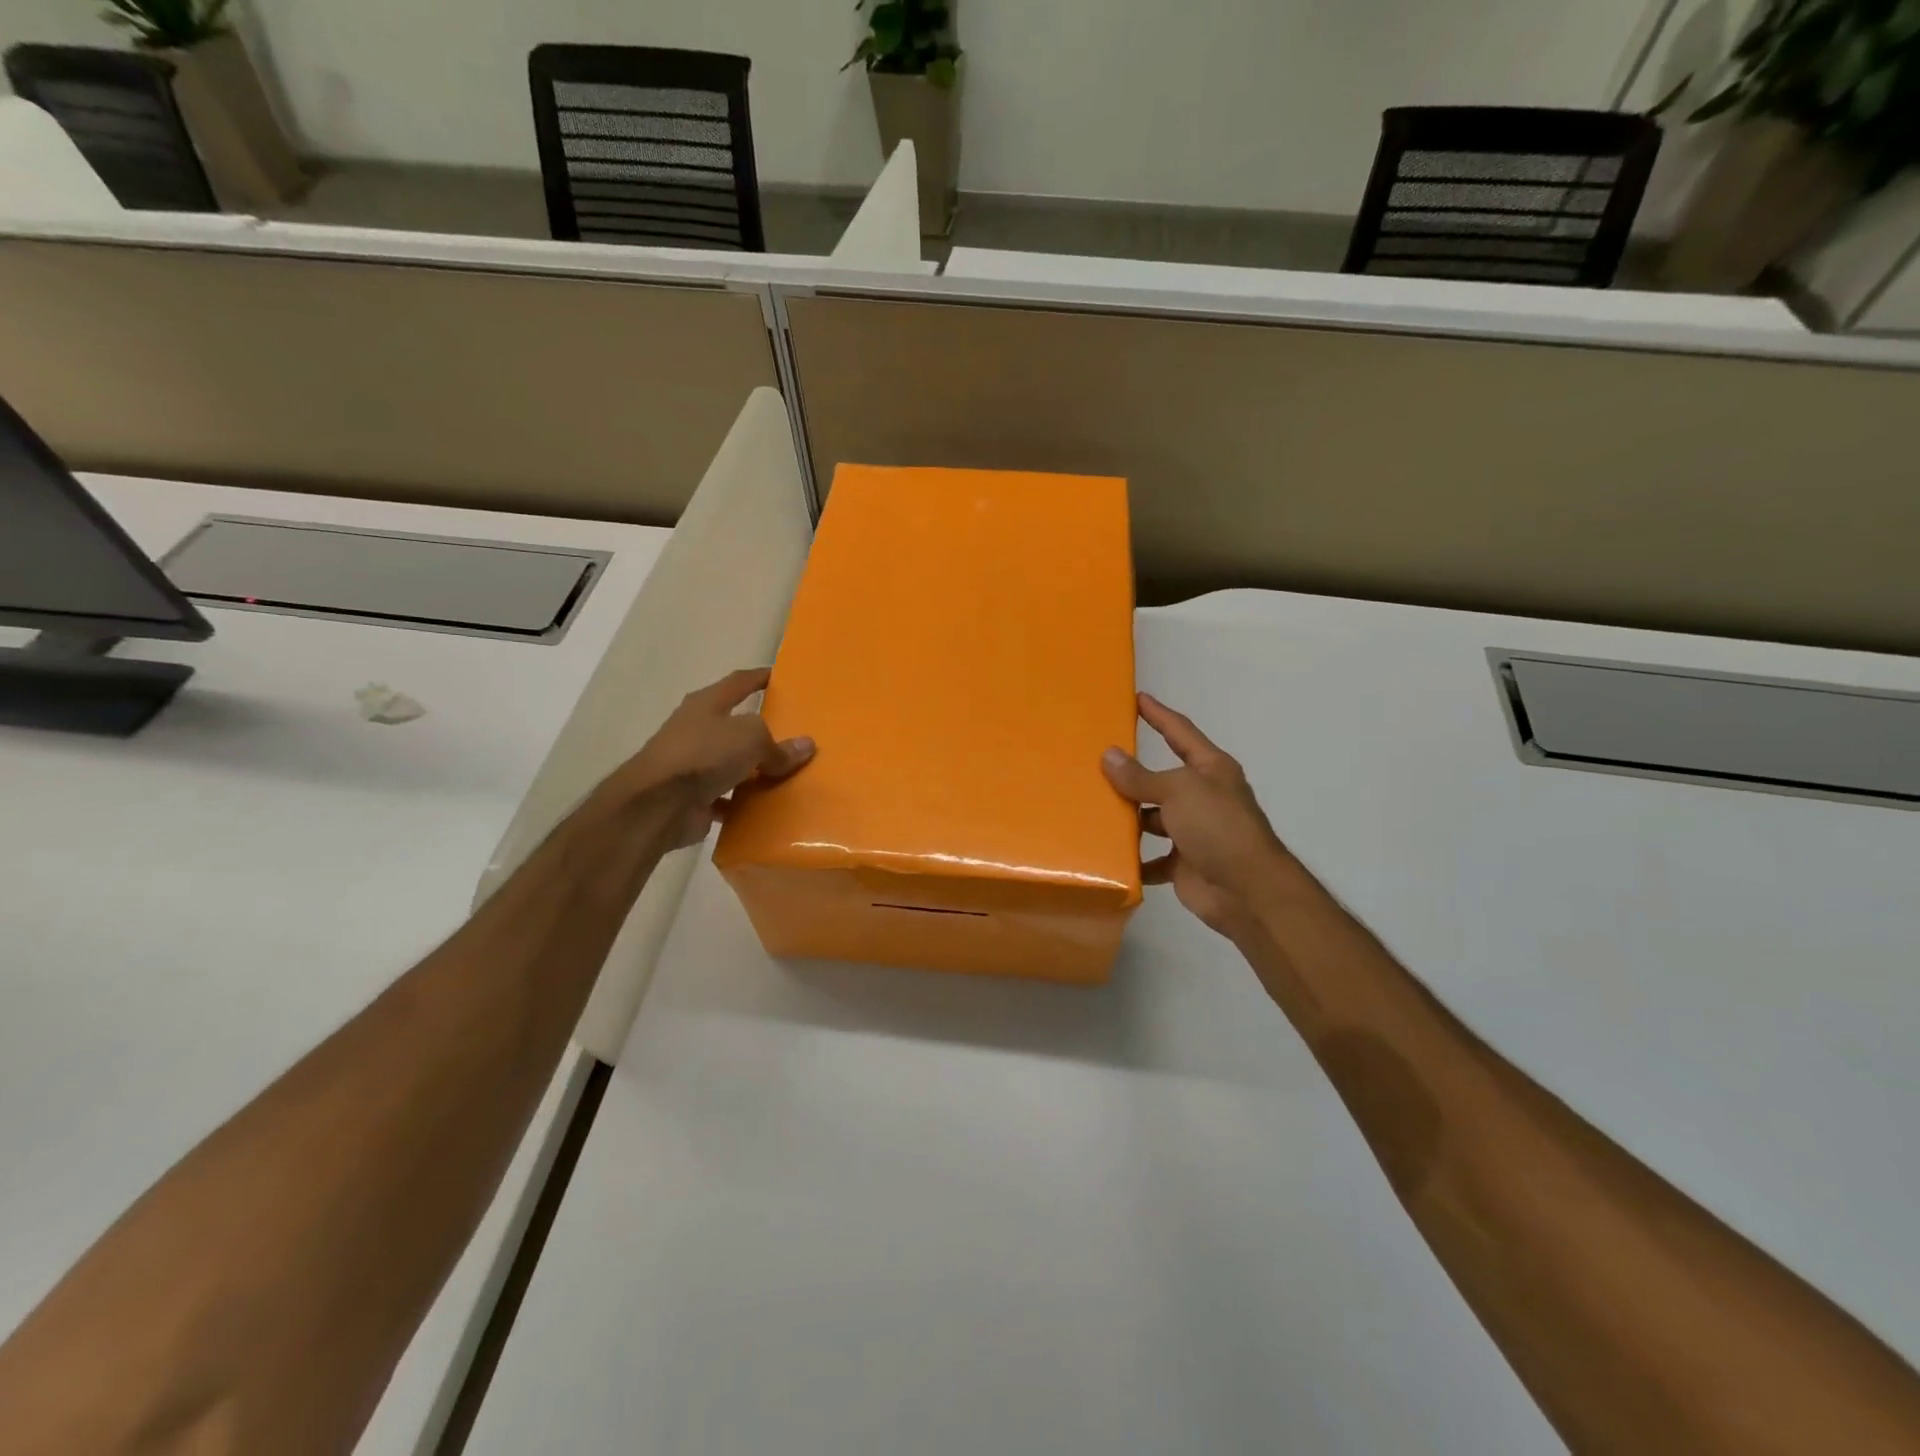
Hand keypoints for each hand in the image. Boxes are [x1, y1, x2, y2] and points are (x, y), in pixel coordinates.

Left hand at [603, 668, 813, 850]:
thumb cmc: (704, 754)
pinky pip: (728, 797)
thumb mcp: (751, 739)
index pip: (739, 682)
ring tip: (788, 774)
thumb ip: (779, 745)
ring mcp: (693, 765)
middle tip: (794, 733)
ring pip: (733, 763)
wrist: (658, 804)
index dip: (760, 677)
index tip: (780, 676)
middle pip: (736, 726)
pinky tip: (768, 807)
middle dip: (762, 730)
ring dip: (755, 770)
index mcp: (707, 704)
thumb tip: (806, 746)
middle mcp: (698, 730)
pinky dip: (745, 802)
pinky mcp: (694, 797)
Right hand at [1102, 693, 1297, 940]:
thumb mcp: (1178, 791)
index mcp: (1210, 769)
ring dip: (1128, 818)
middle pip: (1161, 779)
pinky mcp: (1183, 863)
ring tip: (1090, 808)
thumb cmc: (1218, 827)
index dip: (1159, 715)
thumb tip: (1109, 756)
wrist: (1247, 891)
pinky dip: (1134, 859)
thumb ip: (1141, 777)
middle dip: (1132, 773)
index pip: (1180, 732)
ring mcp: (1193, 832)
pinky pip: (1151, 858)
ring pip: (1152, 818)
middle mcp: (1202, 796)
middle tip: (1094, 760)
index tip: (1137, 698)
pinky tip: (1107, 854)